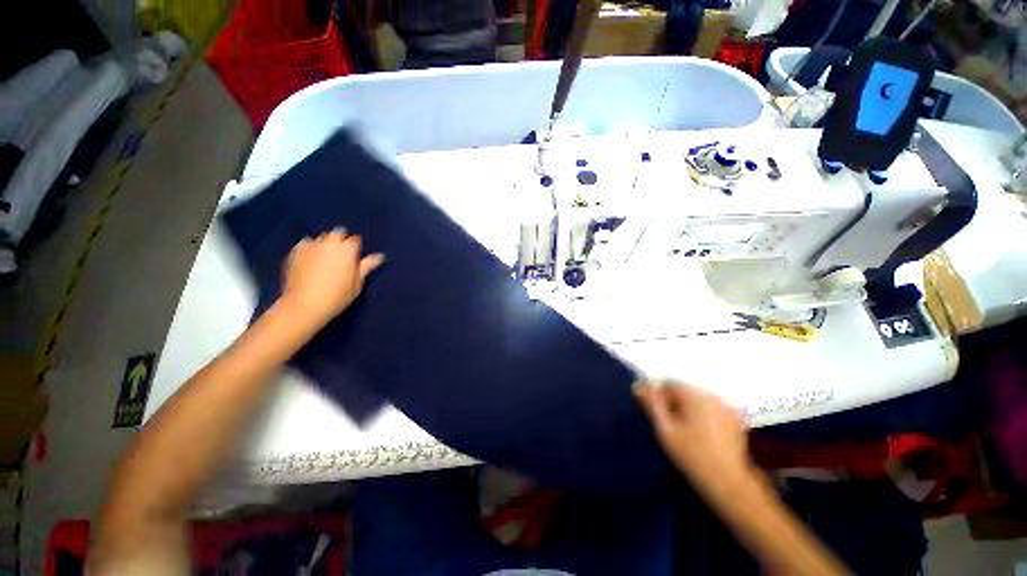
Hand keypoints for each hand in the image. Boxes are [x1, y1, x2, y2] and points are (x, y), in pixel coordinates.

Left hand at [281, 228, 384, 327]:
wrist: (305, 304)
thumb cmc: (338, 295)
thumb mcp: (358, 283)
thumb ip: (367, 266)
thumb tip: (380, 256)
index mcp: (347, 249)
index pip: (355, 240)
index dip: (356, 248)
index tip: (356, 258)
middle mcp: (329, 242)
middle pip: (338, 233)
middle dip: (341, 240)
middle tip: (341, 256)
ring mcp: (311, 245)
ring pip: (321, 237)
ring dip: (326, 244)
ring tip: (325, 258)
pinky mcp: (295, 251)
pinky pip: (306, 243)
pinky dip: (310, 248)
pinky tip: (310, 260)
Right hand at [635, 381, 752, 492]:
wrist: (728, 483)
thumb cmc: (691, 456)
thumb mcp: (665, 429)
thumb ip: (652, 404)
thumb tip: (638, 384)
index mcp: (695, 396)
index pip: (669, 383)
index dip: (659, 397)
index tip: (658, 416)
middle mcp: (713, 395)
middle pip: (684, 390)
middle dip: (674, 403)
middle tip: (671, 426)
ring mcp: (727, 406)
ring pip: (697, 399)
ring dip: (687, 408)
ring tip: (686, 431)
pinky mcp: (735, 418)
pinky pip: (711, 408)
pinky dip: (702, 414)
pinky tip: (702, 434)